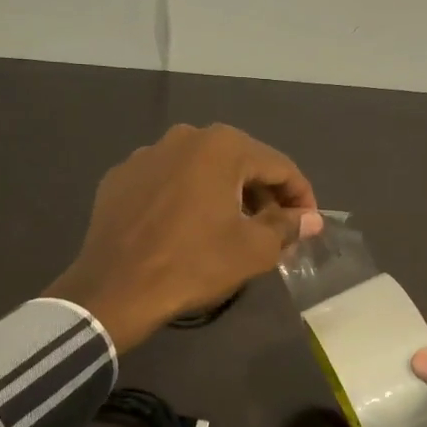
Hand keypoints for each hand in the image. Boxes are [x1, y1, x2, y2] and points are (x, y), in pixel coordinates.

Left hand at [45, 124, 321, 351]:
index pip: (279, 166)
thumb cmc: (194, 264)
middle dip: (262, 195)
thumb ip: (288, 226)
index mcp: (222, 146)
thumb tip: (310, 219)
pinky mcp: (120, 177)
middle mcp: (184, 137)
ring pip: (201, 171)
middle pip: (240, 163)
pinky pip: (168, 183)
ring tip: (232, 230)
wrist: (115, 290)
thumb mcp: (254, 250)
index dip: (301, 197)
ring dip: (224, 195)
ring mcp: (146, 154)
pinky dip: (186, 199)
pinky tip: (187, 229)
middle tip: (274, 230)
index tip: (308, 225)